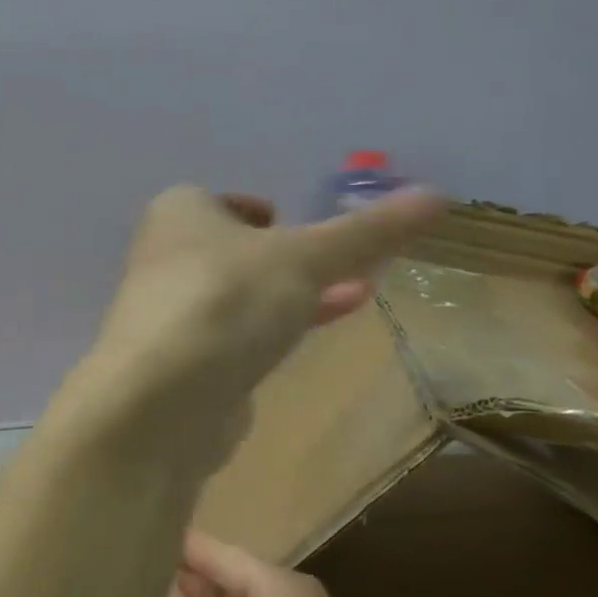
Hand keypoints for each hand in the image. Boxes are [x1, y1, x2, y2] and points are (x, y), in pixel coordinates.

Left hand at [80, 185, 442, 473]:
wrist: (160, 402)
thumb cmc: (226, 301)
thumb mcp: (305, 258)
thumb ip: (368, 231)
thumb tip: (437, 194)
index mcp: (180, 212)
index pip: (221, 201)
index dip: (259, 211)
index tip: (294, 222)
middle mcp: (166, 257)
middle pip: (235, 250)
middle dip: (288, 258)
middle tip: (343, 262)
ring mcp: (170, 315)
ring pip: (239, 297)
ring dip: (289, 296)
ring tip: (355, 293)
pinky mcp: (180, 366)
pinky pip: (234, 339)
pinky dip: (271, 335)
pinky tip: (306, 344)